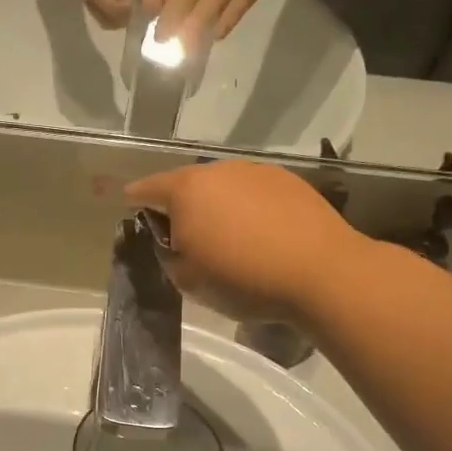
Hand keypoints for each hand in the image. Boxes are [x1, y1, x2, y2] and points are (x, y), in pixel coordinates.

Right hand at [126, 161, 360, 323]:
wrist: (321, 273)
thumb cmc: (243, 279)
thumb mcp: (188, 280)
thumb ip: (170, 255)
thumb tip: (176, 242)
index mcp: (186, 190)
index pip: (147, 188)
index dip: (135, 200)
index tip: (130, 206)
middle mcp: (219, 170)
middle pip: (187, 184)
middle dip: (180, 205)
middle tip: (183, 234)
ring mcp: (257, 171)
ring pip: (223, 186)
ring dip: (217, 205)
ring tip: (225, 236)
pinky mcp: (289, 181)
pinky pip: (254, 192)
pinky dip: (248, 208)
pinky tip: (259, 233)